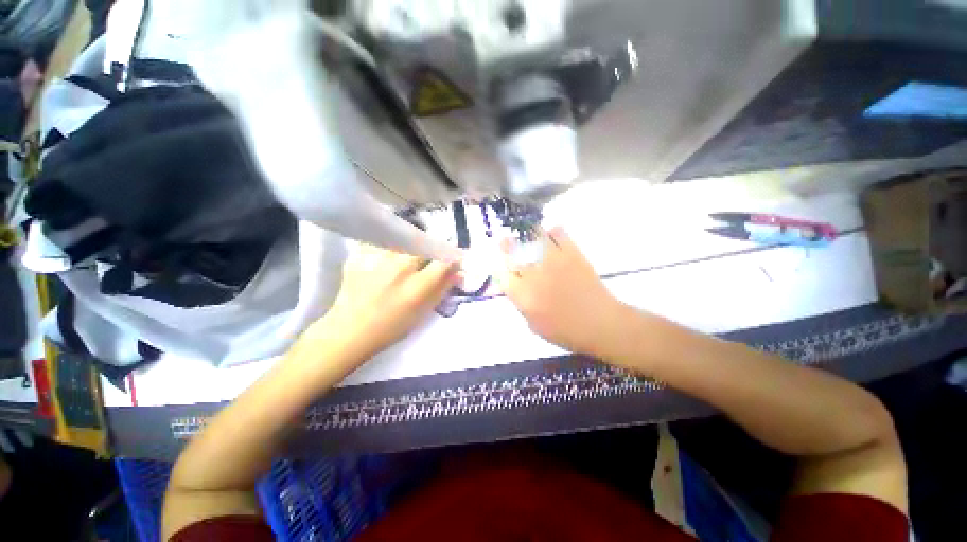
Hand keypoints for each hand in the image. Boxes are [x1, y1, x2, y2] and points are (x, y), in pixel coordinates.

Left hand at [310, 243, 459, 360]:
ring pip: (403, 237)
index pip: (444, 260)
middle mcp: (400, 267)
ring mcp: (377, 259)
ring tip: (406, 254)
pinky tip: (386, 255)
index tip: (453, 258)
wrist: (349, 330)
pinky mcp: (359, 255)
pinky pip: (381, 240)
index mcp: (418, 286)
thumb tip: (459, 272)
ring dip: (411, 243)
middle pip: (425, 243)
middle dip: (431, 248)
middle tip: (428, 256)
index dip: (453, 257)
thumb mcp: (423, 312)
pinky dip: (388, 244)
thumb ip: (442, 289)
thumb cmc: (392, 326)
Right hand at [497, 227, 626, 356]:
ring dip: (528, 234)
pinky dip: (554, 231)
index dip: (499, 266)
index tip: (500, 263)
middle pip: (514, 252)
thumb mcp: (535, 326)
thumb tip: (517, 288)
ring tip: (527, 233)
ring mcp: (553, 261)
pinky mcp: (572, 254)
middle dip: (507, 245)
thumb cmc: (566, 331)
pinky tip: (551, 234)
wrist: (601, 324)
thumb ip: (522, 305)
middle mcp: (534, 275)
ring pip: (534, 238)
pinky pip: (559, 234)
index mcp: (523, 296)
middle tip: (505, 240)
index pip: (502, 274)